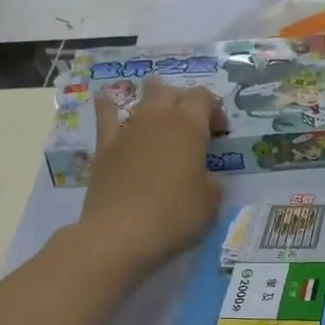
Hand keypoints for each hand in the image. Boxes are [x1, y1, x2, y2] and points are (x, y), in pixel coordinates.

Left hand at [75, 78, 224, 277]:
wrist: (121, 233)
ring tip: (158, 108)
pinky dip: (108, 106)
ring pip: (141, 99)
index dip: (214, 109)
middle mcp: (158, 119)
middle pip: (170, 92)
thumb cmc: (175, 215)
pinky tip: (106, 100)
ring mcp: (128, 130)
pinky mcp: (105, 147)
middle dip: (183, 102)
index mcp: (189, 127)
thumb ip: (210, 181)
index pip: (203, 97)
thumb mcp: (210, 202)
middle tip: (191, 126)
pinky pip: (106, 116)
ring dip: (152, 100)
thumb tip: (203, 177)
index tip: (219, 132)